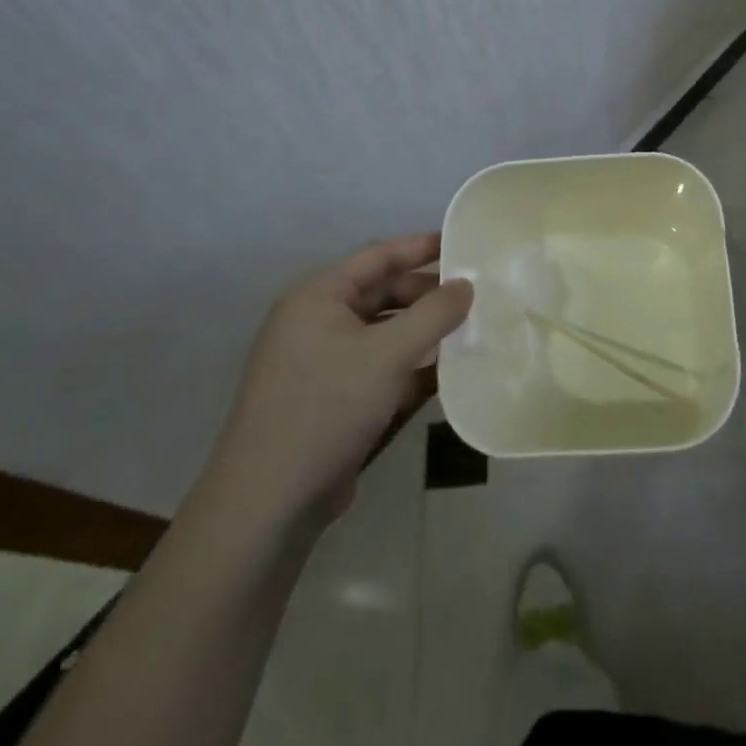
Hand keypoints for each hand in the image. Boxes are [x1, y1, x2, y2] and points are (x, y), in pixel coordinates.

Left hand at [212, 233, 472, 525]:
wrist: (270, 503)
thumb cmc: (327, 407)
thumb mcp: (388, 354)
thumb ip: (433, 314)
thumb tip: (466, 285)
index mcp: (318, 298)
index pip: (377, 257)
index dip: (420, 247)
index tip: (462, 242)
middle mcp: (317, 324)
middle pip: (382, 295)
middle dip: (427, 295)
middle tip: (475, 296)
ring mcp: (323, 365)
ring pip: (384, 335)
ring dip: (424, 334)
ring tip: (472, 330)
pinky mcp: (333, 401)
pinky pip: (380, 370)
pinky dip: (412, 369)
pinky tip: (450, 374)